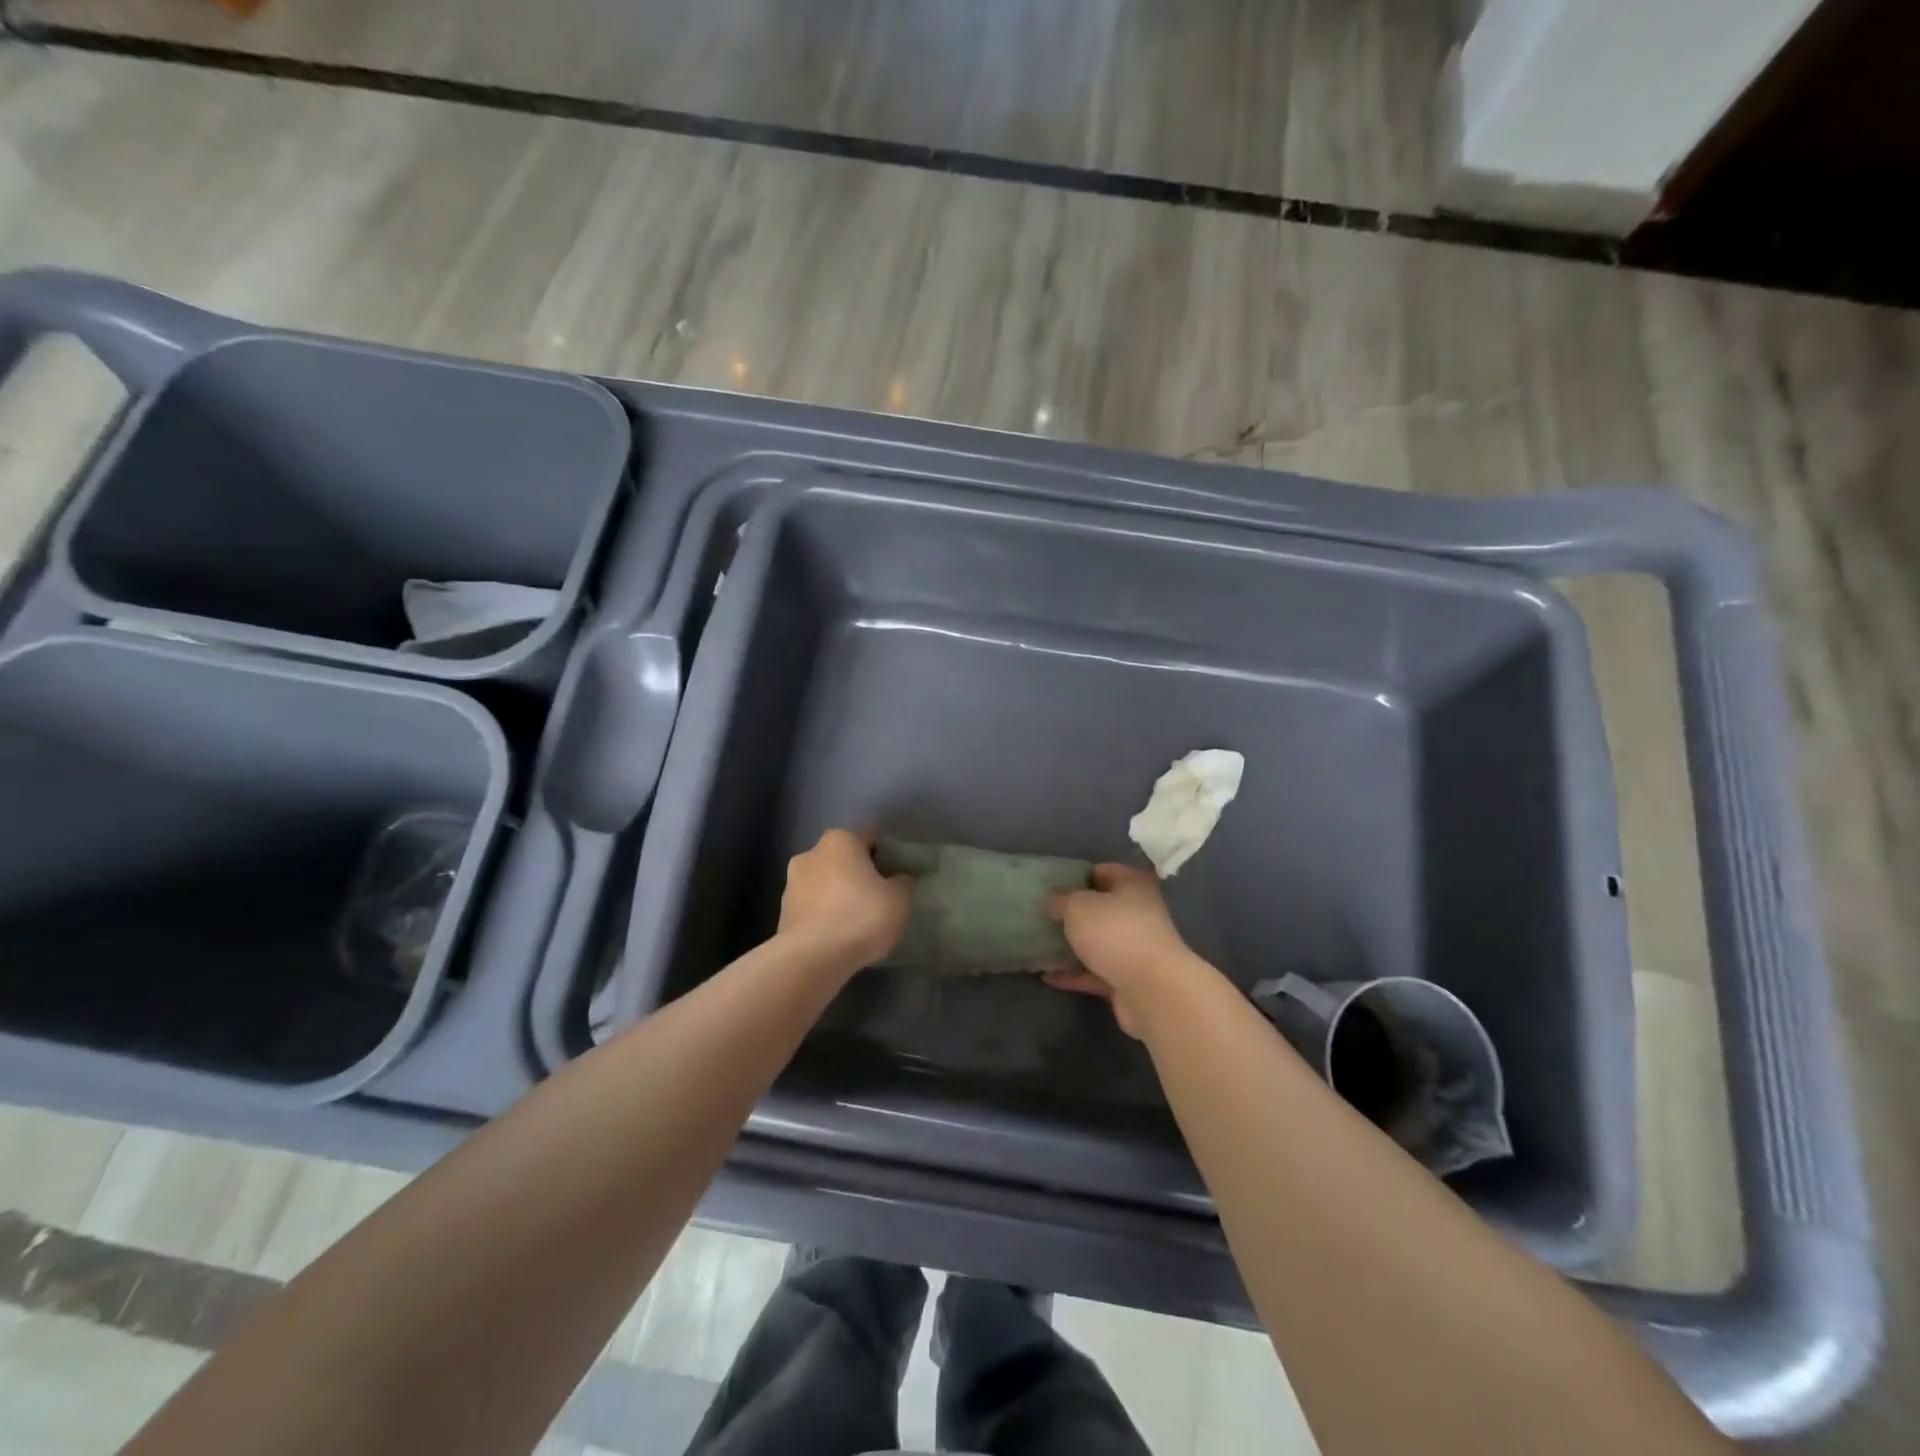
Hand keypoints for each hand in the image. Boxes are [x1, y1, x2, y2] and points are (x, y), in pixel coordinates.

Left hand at [777, 828, 911, 970]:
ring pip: (824, 882)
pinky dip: (823, 915)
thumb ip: (902, 883)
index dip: (886, 854)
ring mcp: (791, 882)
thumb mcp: (899, 900)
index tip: (895, 875)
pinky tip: (837, 935)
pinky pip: (811, 906)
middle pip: (843, 858)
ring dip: (838, 894)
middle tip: (878, 897)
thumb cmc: (860, 917)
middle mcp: (811, 853)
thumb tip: (898, 879)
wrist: (811, 959)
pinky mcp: (782, 912)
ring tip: (856, 921)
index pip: (869, 836)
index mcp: (840, 840)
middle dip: (858, 873)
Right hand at [1044, 863, 1196, 1038]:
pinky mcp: (1129, 980)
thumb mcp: (1078, 906)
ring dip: (1073, 946)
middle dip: (1073, 914)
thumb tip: (1052, 899)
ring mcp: (1135, 949)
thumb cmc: (1115, 932)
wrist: (1151, 990)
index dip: (1078, 876)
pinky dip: (1075, 975)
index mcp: (1133, 885)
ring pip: (1098, 942)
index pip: (1104, 871)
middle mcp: (1139, 913)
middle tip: (1043, 916)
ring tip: (1040, 946)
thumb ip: (1061, 899)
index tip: (1052, 886)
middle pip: (1101, 909)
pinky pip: (1096, 973)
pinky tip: (1048, 976)